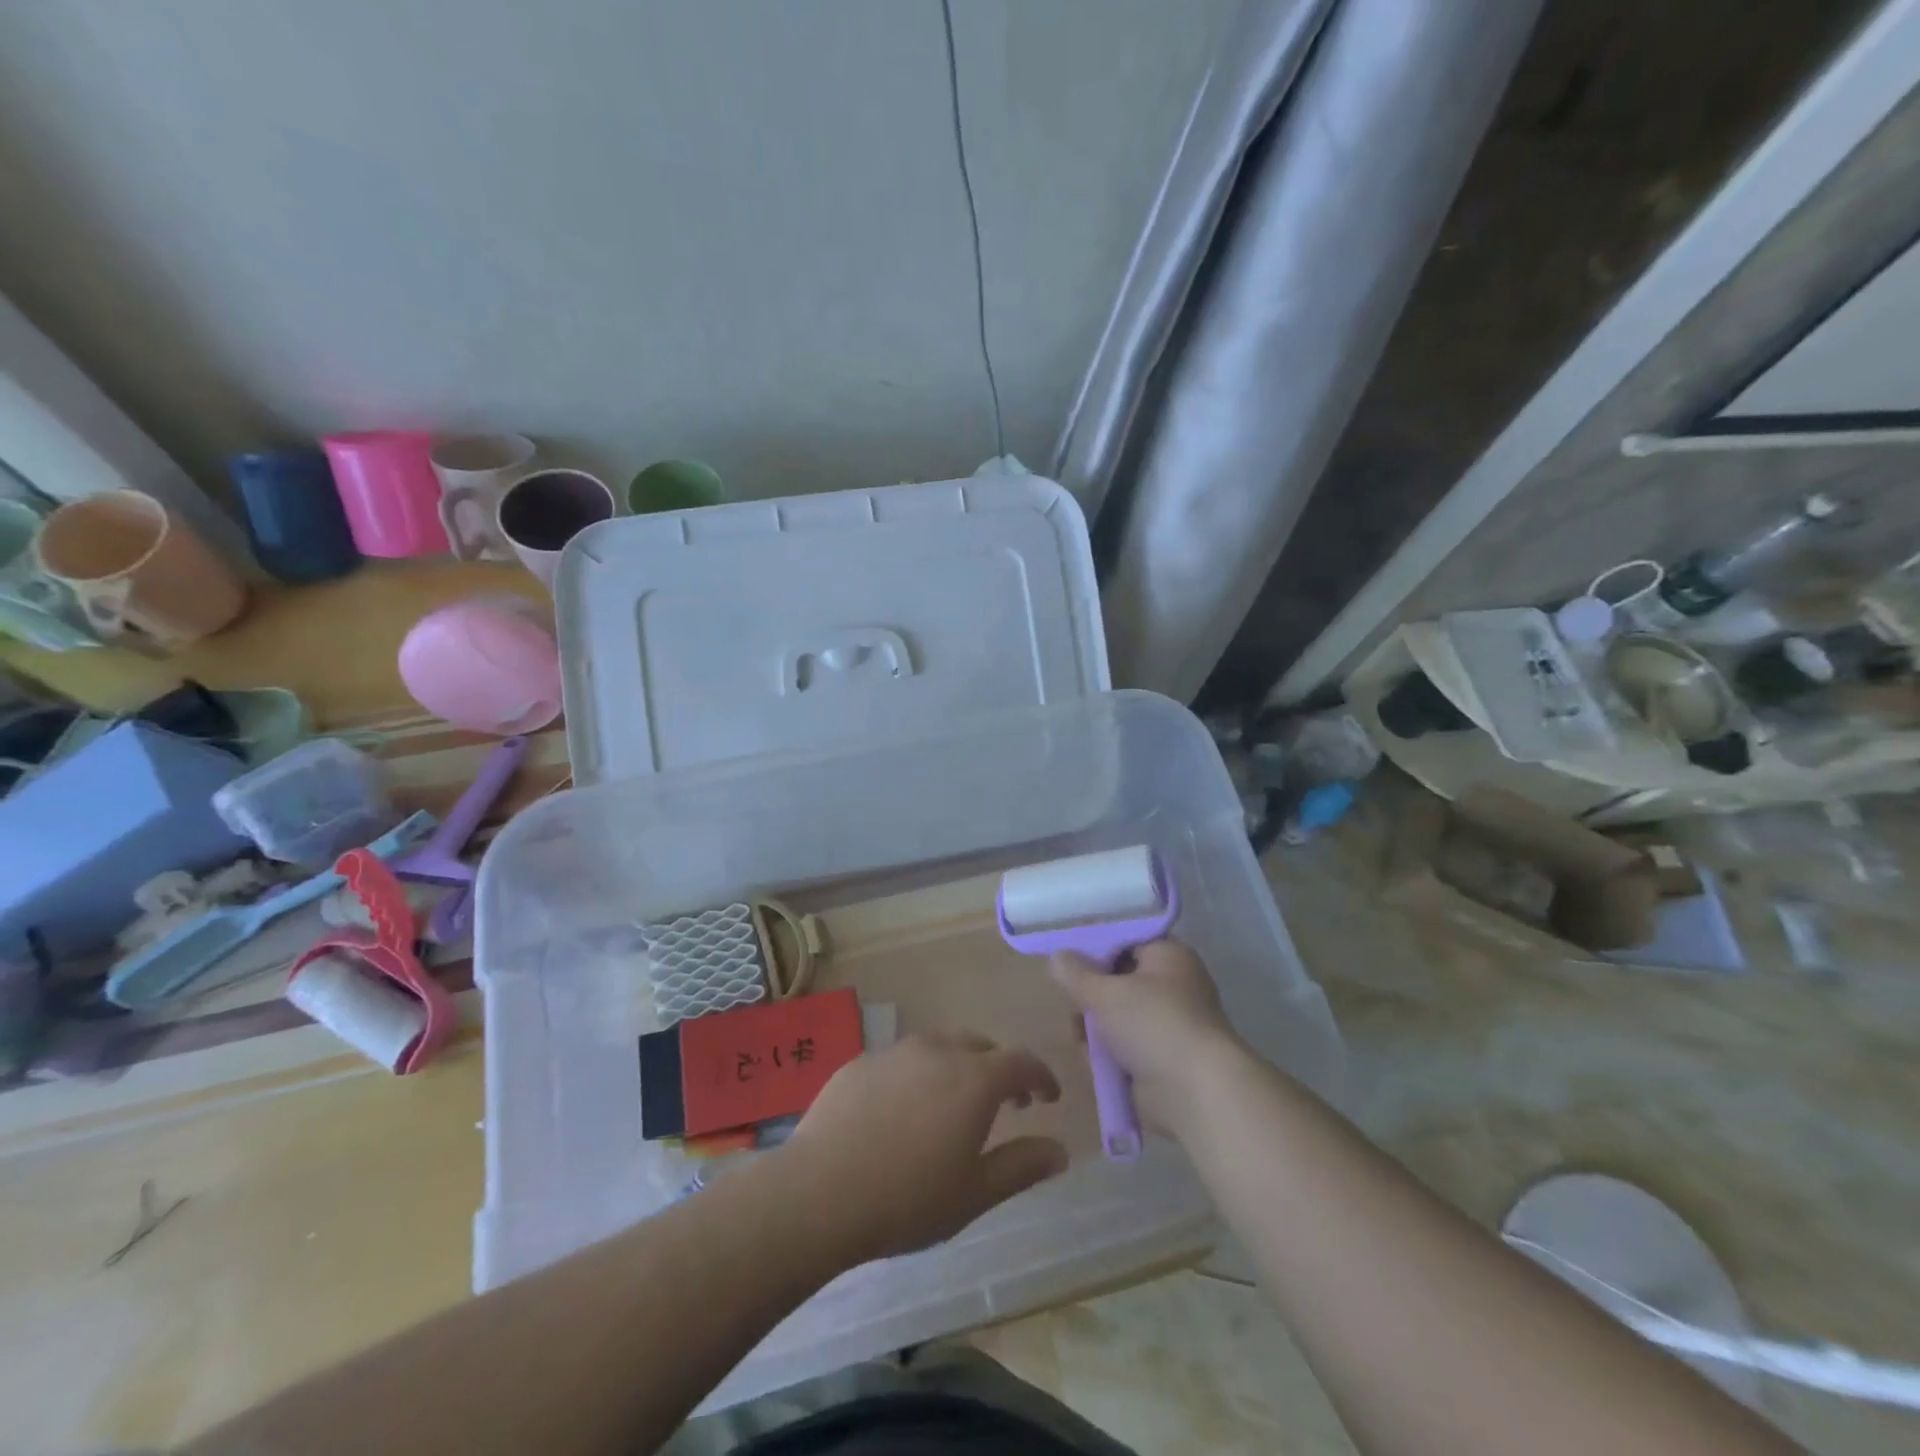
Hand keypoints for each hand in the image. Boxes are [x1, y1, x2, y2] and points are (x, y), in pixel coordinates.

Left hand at [778, 1033, 1067, 1264]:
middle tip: (1006, 1102)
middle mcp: (937, 1051)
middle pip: (980, 1046)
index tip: (1049, 1097)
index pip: (1021, 1062)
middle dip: (999, 1069)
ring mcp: (894, 1052)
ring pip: (939, 1046)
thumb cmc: (908, 1198)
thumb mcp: (975, 1193)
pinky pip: (902, 1060)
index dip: (1040, 1076)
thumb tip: (1060, 1151)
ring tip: (954, 1104)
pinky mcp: (859, 1063)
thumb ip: (1022, 1166)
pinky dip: (918, 1075)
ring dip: (958, 1067)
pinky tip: (903, 1111)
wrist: (819, 1192)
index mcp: (973, 1078)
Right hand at [1049, 940, 1245, 1136]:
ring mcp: (1171, 1024)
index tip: (1066, 957)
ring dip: (1097, 1027)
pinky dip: (1110, 1052)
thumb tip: (1057, 957)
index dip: (1095, 945)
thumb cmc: (1153, 1024)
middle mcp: (1174, 985)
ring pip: (1120, 1015)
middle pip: (1120, 979)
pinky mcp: (1164, 1059)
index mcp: (1169, 955)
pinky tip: (1090, 1058)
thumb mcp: (1104, 992)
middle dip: (1092, 993)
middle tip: (1070, 1001)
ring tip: (1078, 1035)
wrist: (1196, 1093)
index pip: (1126, 939)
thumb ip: (1075, 973)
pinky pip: (1127, 1046)